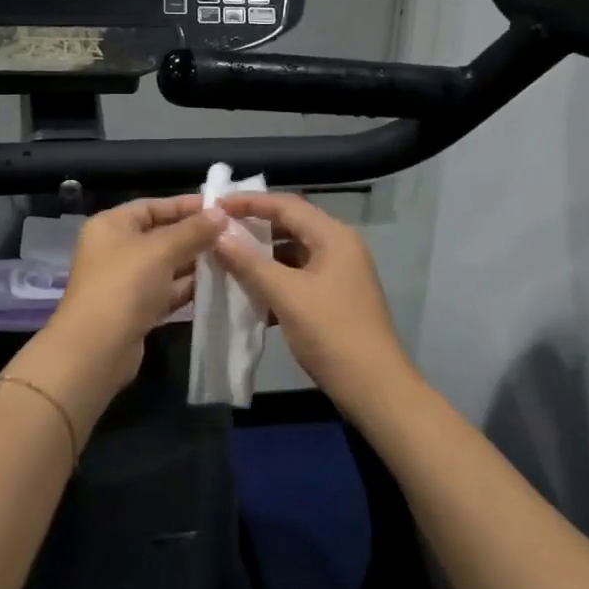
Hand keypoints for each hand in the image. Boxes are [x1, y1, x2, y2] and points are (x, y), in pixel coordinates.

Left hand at [9, 196, 225, 426]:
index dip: (186, 205)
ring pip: (166, 265)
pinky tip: (216, 285)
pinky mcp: (136, 309)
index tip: (221, 208)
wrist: (97, 349)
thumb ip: (193, 230)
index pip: (153, 206)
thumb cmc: (125, 286)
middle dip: (195, 235)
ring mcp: (125, 281)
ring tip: (232, 258)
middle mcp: (116, 249)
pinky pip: (167, 290)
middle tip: (233, 234)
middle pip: (161, 235)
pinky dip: (187, 288)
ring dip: (195, 262)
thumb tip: (221, 213)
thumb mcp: (161, 250)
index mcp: (111, 225)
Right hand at [214, 193, 410, 409]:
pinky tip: (250, 293)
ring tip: (227, 261)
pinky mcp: (335, 298)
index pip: (286, 205)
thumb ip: (249, 262)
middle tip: (218, 232)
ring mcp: (340, 273)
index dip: (249, 202)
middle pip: (291, 225)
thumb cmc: (331, 332)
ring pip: (293, 253)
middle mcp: (340, 247)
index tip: (215, 206)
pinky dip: (275, 279)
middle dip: (254, 228)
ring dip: (262, 256)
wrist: (373, 386)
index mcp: (333, 236)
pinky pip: (299, 276)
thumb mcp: (286, 294)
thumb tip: (218, 235)